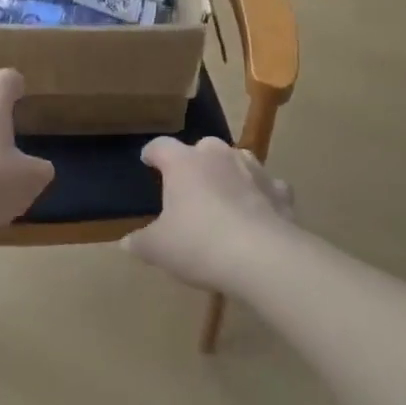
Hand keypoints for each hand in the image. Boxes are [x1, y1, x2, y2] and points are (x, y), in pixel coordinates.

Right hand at [122, 136, 295, 292]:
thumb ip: (141, 242)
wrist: (263, 257)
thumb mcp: (159, 249)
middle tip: (188, 187)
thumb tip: (126, 243)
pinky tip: (258, 212)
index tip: (147, 161)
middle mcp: (217, 156)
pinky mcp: (280, 191)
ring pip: (236, 160)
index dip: (152, 153)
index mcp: (183, 163)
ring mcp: (253, 169)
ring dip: (228, 173)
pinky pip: (267, 186)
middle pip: (201, 148)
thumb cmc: (199, 244)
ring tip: (223, 195)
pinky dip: (261, 195)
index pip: (160, 146)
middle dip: (194, 163)